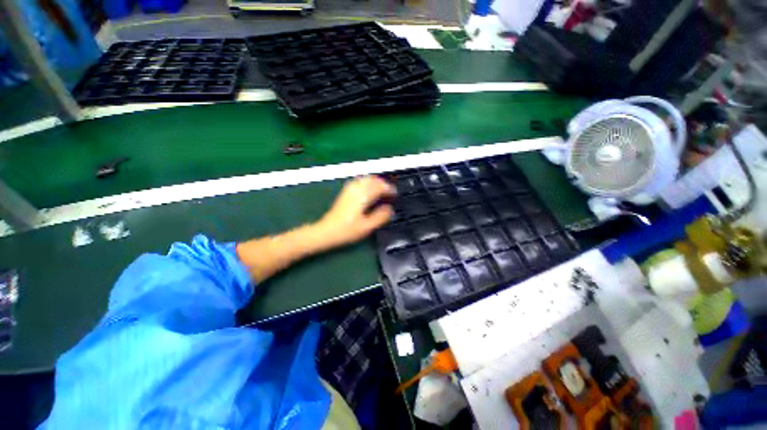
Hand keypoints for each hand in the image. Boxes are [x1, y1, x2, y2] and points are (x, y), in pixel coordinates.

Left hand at [315, 176, 396, 248]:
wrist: (327, 231)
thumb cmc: (347, 230)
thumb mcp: (367, 227)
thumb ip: (380, 216)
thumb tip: (390, 209)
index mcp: (363, 197)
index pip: (379, 187)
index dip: (389, 189)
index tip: (395, 194)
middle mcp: (356, 190)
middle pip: (372, 179)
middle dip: (383, 183)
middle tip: (390, 192)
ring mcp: (349, 190)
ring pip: (365, 179)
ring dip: (375, 182)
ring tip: (381, 190)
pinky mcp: (345, 193)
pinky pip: (358, 181)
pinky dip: (367, 183)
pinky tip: (368, 190)